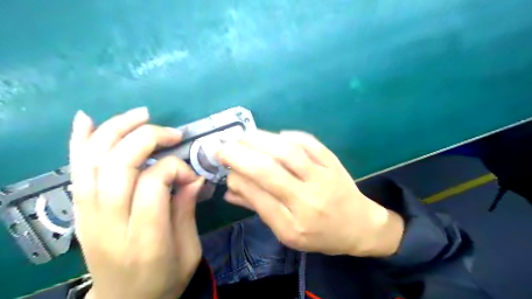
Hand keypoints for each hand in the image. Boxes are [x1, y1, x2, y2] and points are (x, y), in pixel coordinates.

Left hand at [70, 108, 203, 298]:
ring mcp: (88, 218)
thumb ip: (187, 210)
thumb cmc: (164, 280)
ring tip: (142, 115)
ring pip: (94, 162)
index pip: (152, 185)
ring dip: (117, 131)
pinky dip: (79, 142)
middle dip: (148, 139)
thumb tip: (194, 176)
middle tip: (173, 134)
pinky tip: (87, 119)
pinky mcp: (80, 213)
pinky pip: (76, 171)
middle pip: (119, 166)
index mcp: (145, 241)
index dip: (174, 169)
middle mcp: (110, 225)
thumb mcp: (189, 251)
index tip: (191, 176)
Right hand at [216, 131, 403, 256]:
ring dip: (260, 140)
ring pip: (287, 152)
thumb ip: (258, 208)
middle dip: (240, 155)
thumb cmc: (320, 234)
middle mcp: (308, 200)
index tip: (224, 167)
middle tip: (222, 146)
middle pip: (269, 171)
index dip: (237, 178)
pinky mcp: (332, 162)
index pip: (258, 197)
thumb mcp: (286, 232)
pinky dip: (288, 136)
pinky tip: (274, 136)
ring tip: (242, 136)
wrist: (359, 226)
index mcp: (293, 225)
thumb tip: (229, 189)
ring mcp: (323, 177)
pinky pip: (309, 143)